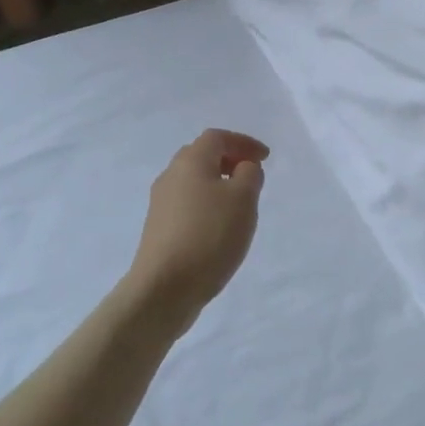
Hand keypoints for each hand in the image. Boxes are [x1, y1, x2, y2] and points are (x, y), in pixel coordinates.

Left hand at [127, 129, 268, 323]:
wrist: (164, 288)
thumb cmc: (209, 235)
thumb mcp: (243, 199)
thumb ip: (249, 175)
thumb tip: (243, 168)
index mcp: (190, 161)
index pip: (217, 137)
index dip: (243, 142)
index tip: (265, 157)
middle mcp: (171, 176)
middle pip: (201, 156)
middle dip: (228, 160)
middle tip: (251, 175)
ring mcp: (160, 204)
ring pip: (193, 182)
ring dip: (218, 185)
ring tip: (240, 204)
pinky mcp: (159, 229)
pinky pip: (187, 205)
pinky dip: (207, 206)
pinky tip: (219, 228)